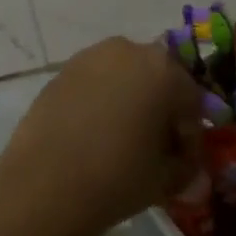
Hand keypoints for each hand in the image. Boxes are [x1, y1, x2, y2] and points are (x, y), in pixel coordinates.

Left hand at [0, 38, 205, 235]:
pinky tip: (93, 134)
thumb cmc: (116, 178)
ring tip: (122, 140)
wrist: (43, 184)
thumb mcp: (166, 179)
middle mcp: (129, 50)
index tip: (184, 163)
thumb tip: (184, 162)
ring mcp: (91, 56)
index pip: (192, 101)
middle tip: (156, 148)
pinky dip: (102, 101)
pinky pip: (96, 82)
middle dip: (161, 110)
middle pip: (158, 79)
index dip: (191, 135)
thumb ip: (186, 165)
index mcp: (164, 70)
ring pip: (125, 76)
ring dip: (131, 100)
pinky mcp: (63, 70)